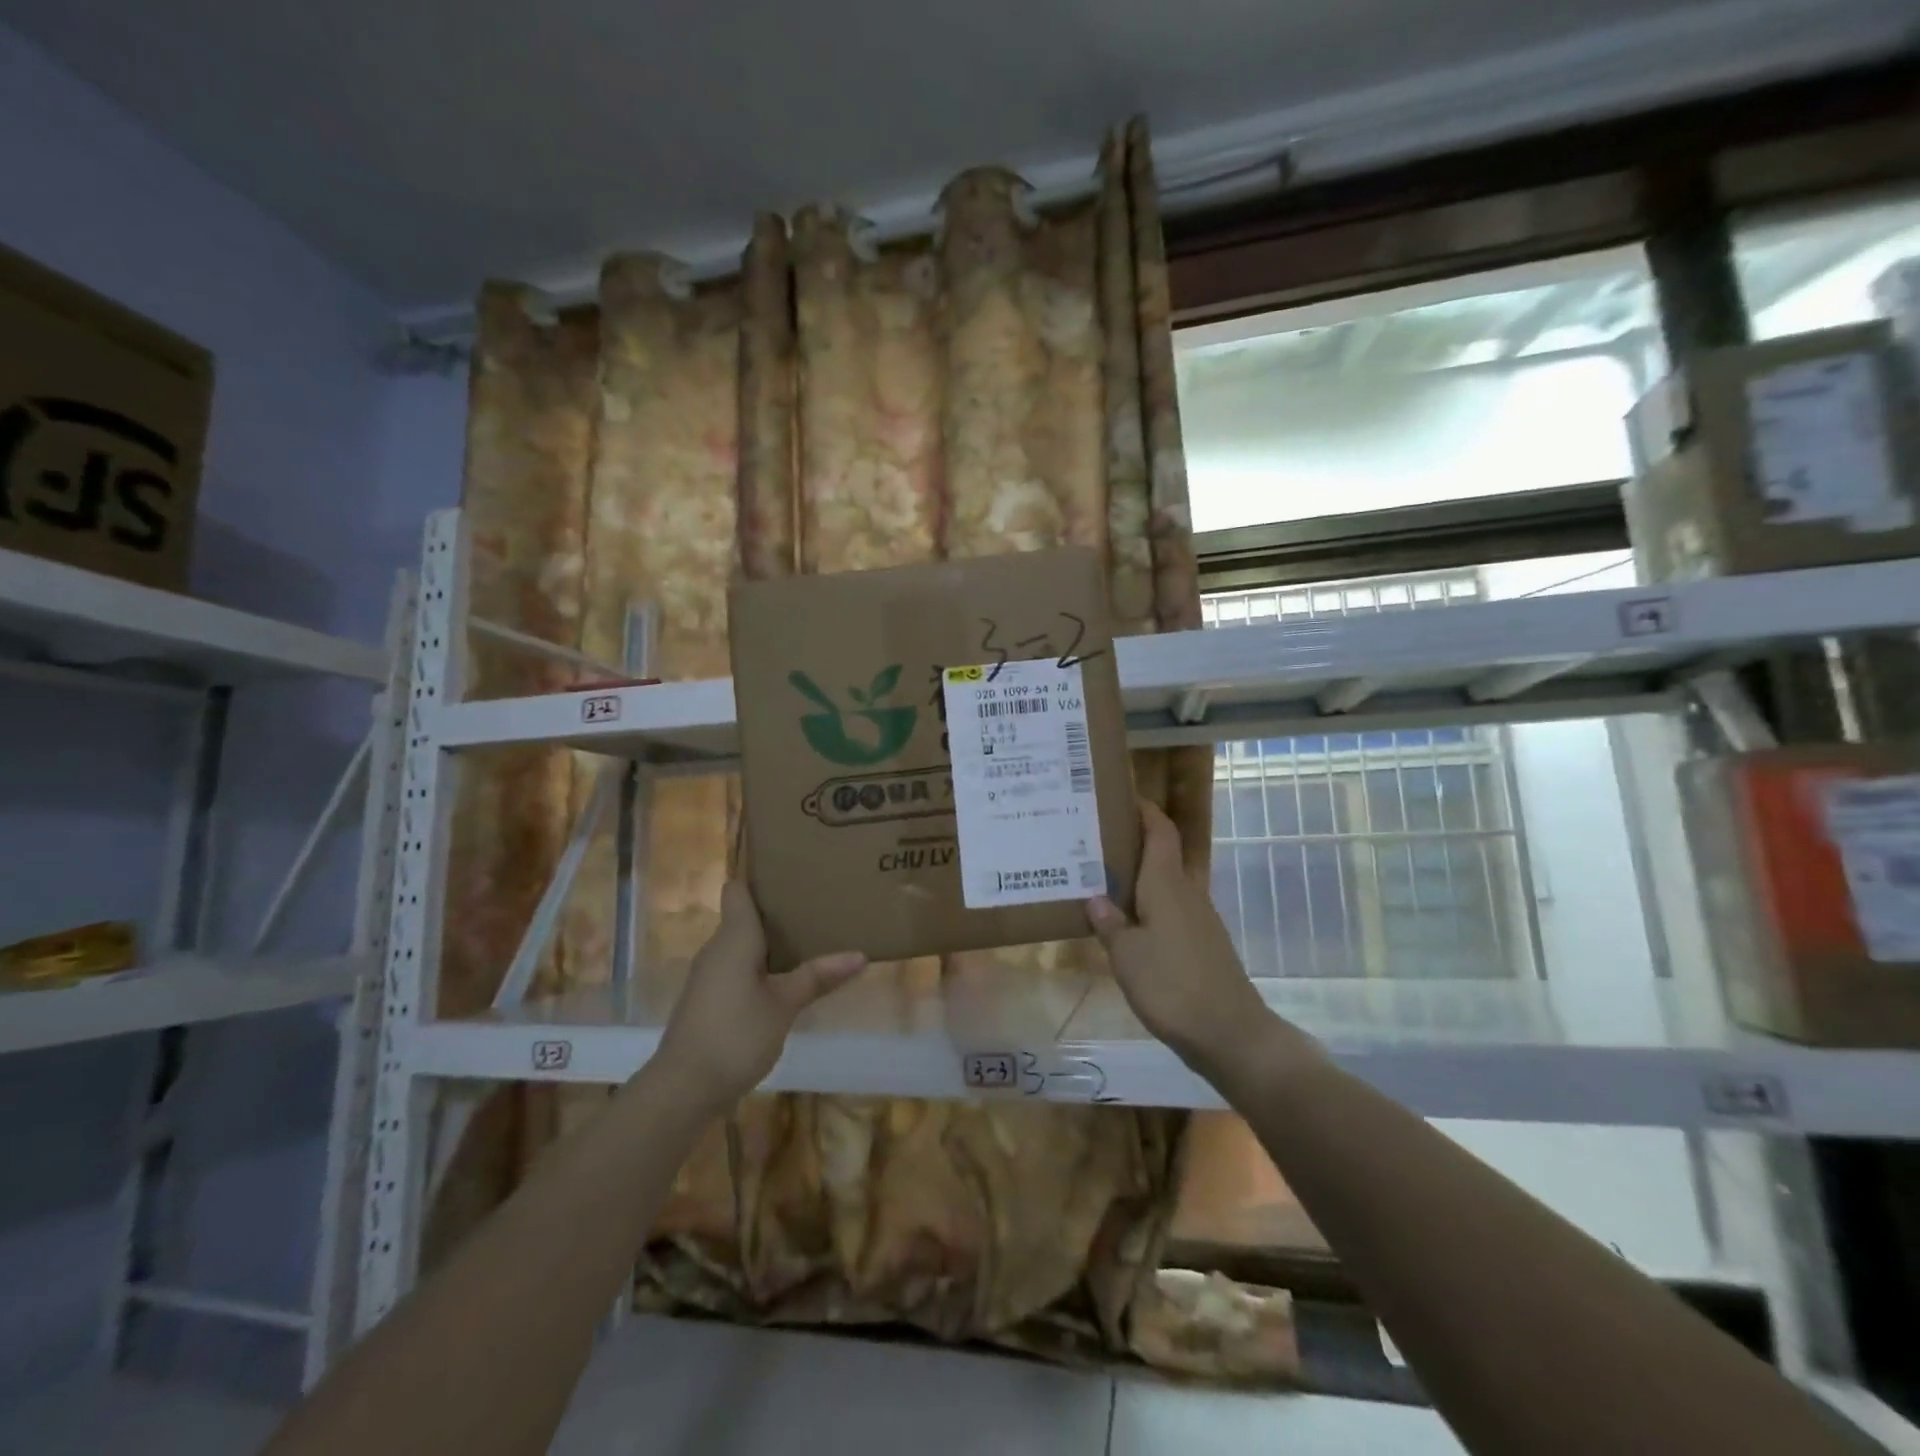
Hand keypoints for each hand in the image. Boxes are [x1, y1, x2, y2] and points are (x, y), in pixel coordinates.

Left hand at [654, 883, 866, 1112]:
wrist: (683, 1089)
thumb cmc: (735, 1035)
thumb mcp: (784, 1005)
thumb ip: (818, 977)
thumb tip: (860, 954)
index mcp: (734, 937)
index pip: (738, 889)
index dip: (760, 877)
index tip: (791, 872)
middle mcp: (717, 948)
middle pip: (743, 915)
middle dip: (776, 911)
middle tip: (816, 904)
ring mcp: (709, 976)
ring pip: (741, 944)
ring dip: (769, 942)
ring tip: (809, 938)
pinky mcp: (708, 1000)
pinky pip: (737, 968)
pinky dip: (759, 966)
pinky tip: (785, 979)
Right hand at [1087, 800, 1316, 1083]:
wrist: (1229, 1033)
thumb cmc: (1172, 985)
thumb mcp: (1127, 955)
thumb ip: (1110, 924)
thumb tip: (1095, 898)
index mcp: (1168, 885)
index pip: (1161, 832)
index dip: (1145, 810)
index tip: (1120, 796)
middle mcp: (1186, 894)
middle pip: (1162, 854)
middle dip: (1132, 842)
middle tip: (1093, 839)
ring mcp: (1198, 920)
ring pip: (1165, 884)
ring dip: (1138, 876)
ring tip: (1100, 878)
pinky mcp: (1201, 944)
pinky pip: (1170, 910)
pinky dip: (1147, 905)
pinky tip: (1125, 923)